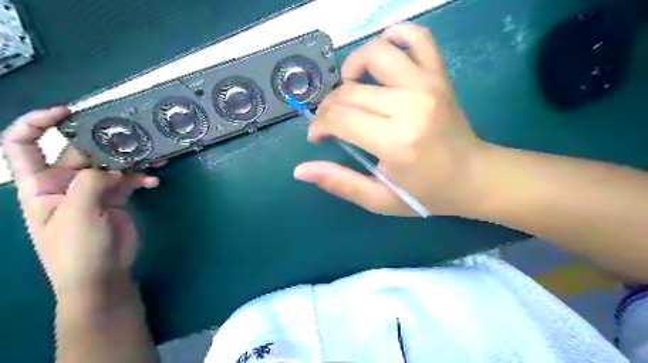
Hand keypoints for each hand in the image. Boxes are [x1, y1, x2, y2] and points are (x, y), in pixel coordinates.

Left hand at [2, 108, 159, 302]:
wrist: (102, 275)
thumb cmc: (77, 250)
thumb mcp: (76, 215)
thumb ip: (90, 184)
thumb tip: (112, 168)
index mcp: (40, 185)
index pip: (22, 145)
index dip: (37, 123)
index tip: (67, 112)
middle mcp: (64, 183)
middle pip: (80, 151)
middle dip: (105, 142)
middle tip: (132, 137)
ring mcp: (92, 190)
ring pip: (111, 164)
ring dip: (131, 160)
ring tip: (154, 157)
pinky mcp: (115, 198)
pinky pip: (129, 180)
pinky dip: (142, 178)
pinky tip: (154, 183)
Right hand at [295, 24, 490, 216]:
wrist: (474, 177)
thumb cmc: (426, 193)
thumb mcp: (380, 199)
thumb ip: (340, 183)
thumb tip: (300, 170)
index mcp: (395, 141)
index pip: (340, 119)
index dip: (319, 126)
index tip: (317, 137)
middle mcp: (410, 106)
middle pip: (350, 91)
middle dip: (329, 107)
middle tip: (331, 123)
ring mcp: (427, 84)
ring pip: (376, 54)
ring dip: (353, 67)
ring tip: (351, 87)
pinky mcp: (439, 75)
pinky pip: (417, 37)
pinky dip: (395, 36)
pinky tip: (383, 57)